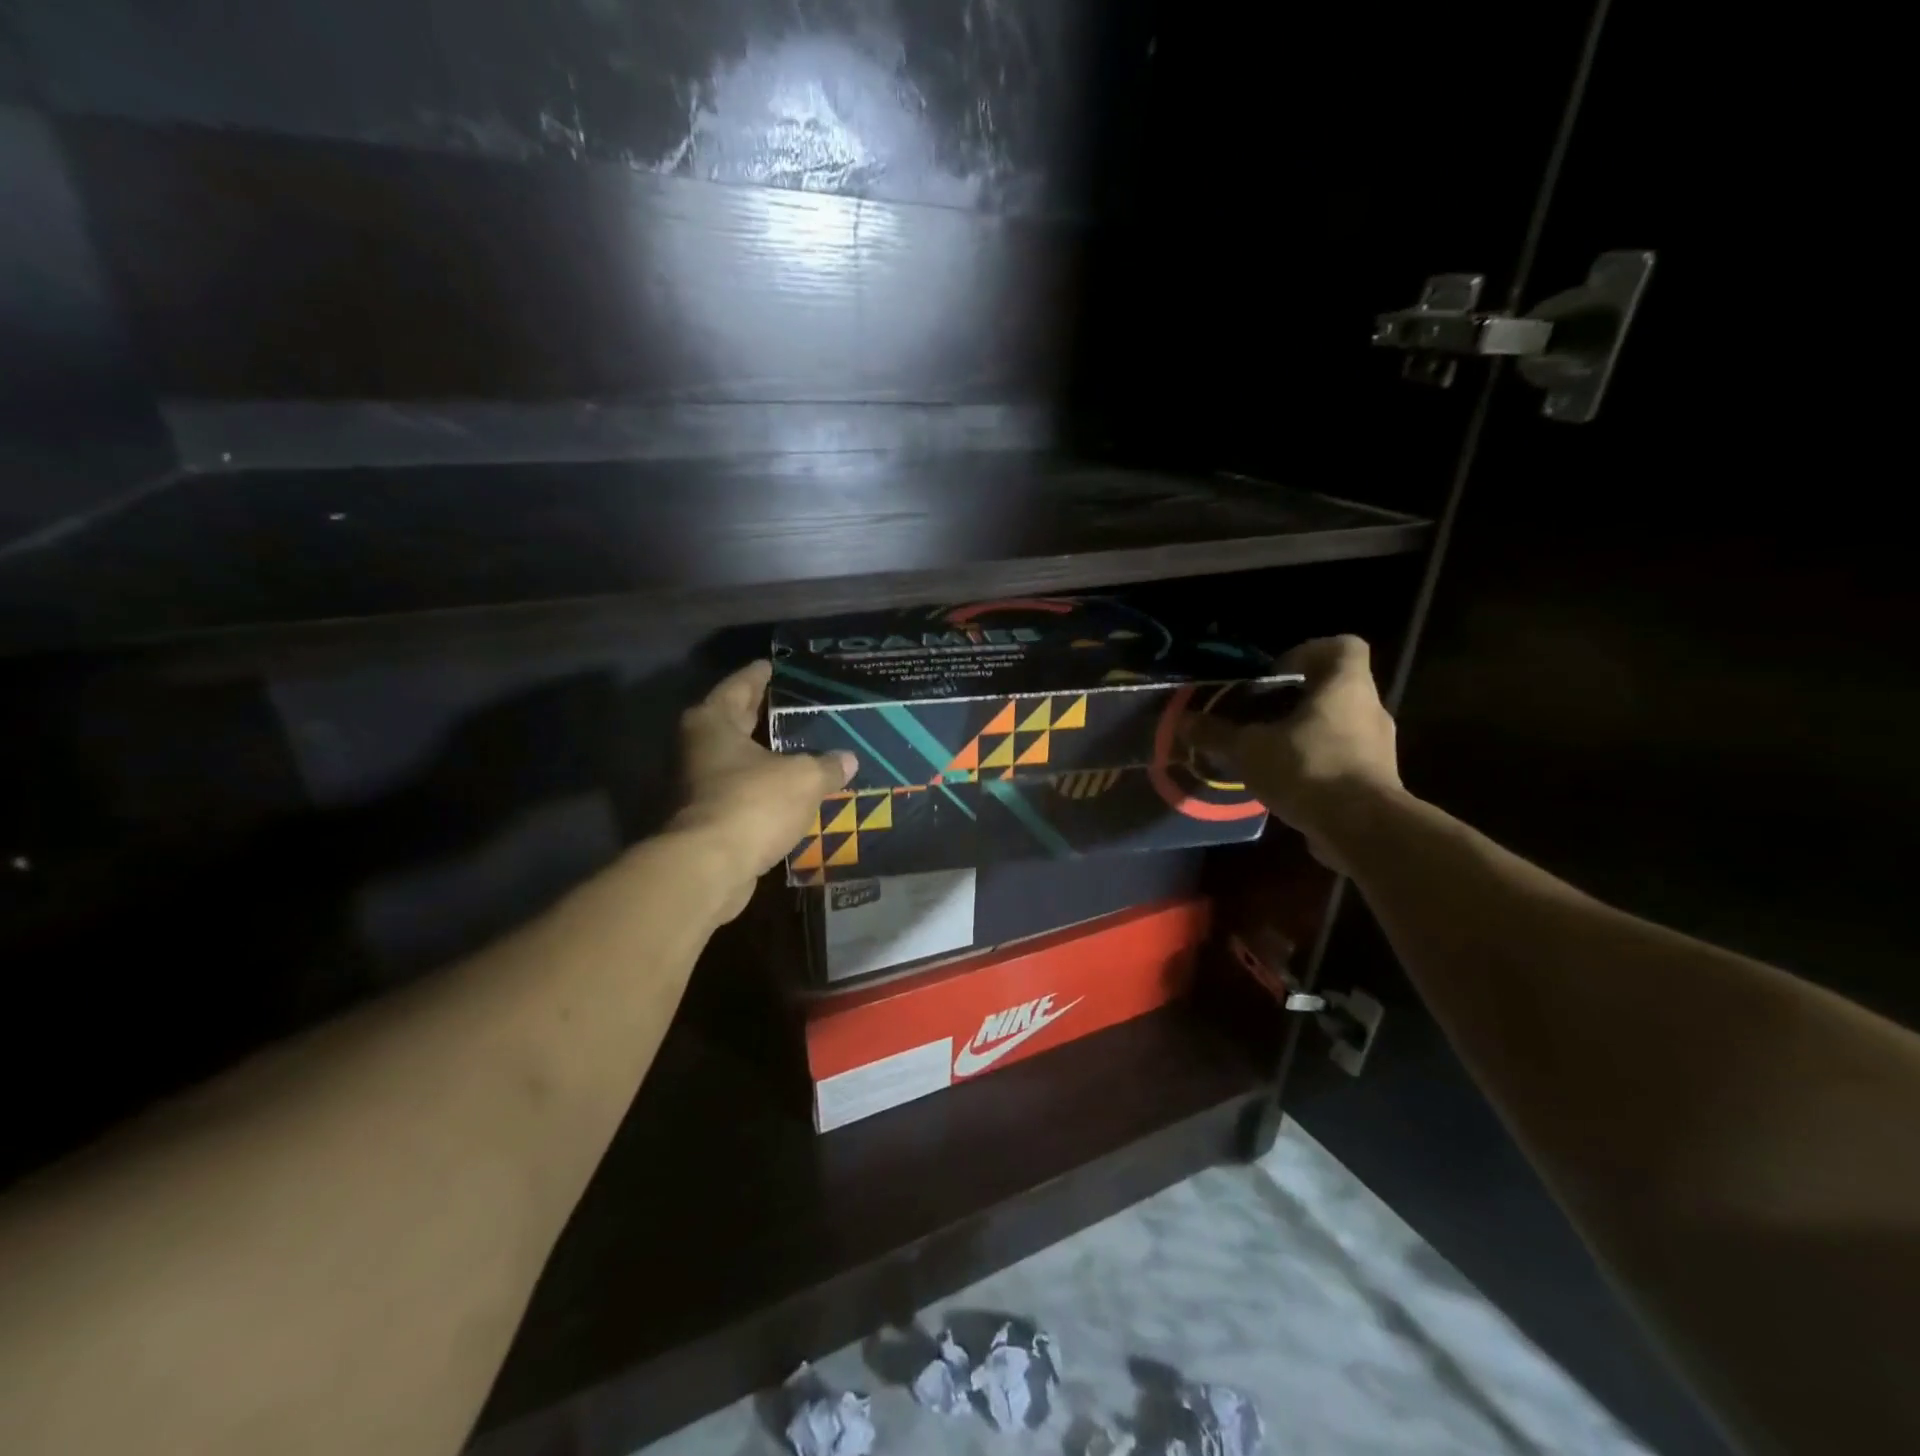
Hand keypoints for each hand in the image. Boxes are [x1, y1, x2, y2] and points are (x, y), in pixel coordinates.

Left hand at [670, 661, 855, 915]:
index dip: (760, 675)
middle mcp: (695, 748)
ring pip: (736, 761)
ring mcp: (694, 786)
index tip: (776, 666)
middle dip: (764, 716)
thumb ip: (827, 765)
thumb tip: (848, 759)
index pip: (739, 685)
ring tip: (801, 751)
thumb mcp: (803, 778)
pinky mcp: (703, 820)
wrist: (707, 869)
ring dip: (764, 758)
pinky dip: (761, 791)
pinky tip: (789, 793)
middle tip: (797, 707)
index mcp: (712, 722)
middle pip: (734, 722)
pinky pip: (739, 794)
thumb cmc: (752, 804)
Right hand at [1186, 635, 1401, 868]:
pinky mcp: (1376, 781)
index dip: (1308, 652)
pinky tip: (1286, 784)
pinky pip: (1342, 759)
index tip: (1275, 676)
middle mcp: (1369, 709)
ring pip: (1338, 726)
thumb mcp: (1249, 749)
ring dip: (1304, 734)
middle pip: (1335, 689)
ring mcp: (1377, 747)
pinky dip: (1315, 765)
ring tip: (1267, 753)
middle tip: (1259, 717)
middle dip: (1296, 700)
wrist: (1364, 830)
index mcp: (1346, 686)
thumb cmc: (1309, 769)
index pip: (1343, 646)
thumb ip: (1216, 733)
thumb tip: (1182, 721)